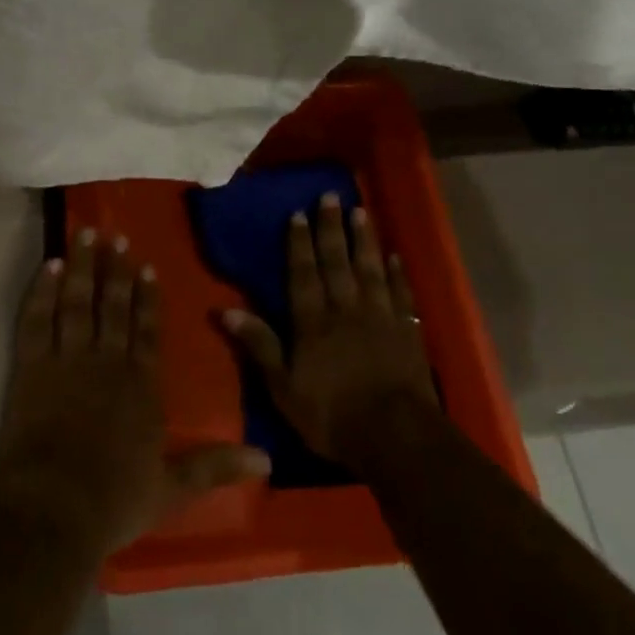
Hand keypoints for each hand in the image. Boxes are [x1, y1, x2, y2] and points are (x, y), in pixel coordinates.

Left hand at [0, 230, 268, 555]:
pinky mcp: (33, 367)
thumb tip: (267, 458)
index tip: (146, 267)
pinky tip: (50, 266)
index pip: (147, 331)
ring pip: (79, 302)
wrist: (56, 510)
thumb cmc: (115, 501)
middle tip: (116, 236)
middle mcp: (109, 361)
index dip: (147, 298)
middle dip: (116, 270)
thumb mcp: (172, 489)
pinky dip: (43, 291)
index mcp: (142, 385)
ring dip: (84, 267)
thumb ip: (215, 467)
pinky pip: (39, 319)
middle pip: (114, 306)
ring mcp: (69, 360)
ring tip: (86, 234)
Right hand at [221, 195, 440, 471]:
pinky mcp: (408, 331)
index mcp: (313, 322)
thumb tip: (226, 309)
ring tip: (360, 211)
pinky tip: (395, 256)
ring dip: (363, 240)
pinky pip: (402, 294)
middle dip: (331, 228)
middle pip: (336, 262)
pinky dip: (397, 273)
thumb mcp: (283, 388)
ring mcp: (380, 317)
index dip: (299, 243)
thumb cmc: (332, 416)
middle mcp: (346, 309)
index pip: (303, 274)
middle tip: (330, 196)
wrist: (397, 437)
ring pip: (369, 269)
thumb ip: (259, 345)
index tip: (298, 213)